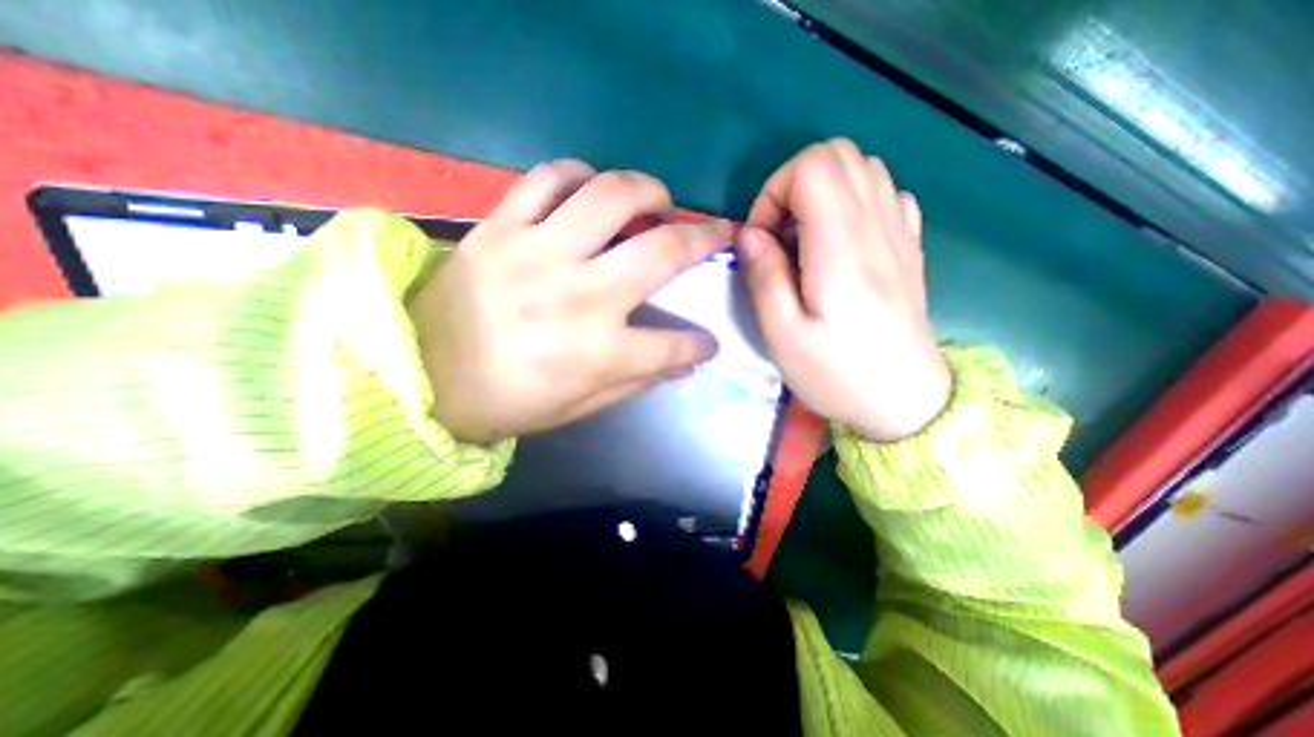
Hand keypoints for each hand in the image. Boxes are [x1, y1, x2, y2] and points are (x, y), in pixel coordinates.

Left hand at [408, 160, 728, 442]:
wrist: (418, 374)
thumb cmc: (505, 401)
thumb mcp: (578, 407)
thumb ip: (636, 382)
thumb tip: (685, 363)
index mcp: (599, 352)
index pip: (674, 345)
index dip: (700, 345)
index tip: (709, 341)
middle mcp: (579, 296)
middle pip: (662, 252)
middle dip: (705, 239)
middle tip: (717, 233)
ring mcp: (539, 253)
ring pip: (611, 196)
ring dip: (649, 191)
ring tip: (659, 200)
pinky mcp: (501, 227)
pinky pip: (547, 177)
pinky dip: (578, 174)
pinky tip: (590, 189)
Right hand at [736, 138, 950, 442]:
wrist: (907, 402)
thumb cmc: (838, 375)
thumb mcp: (784, 336)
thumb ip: (764, 278)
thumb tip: (749, 234)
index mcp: (844, 249)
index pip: (813, 168)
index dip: (774, 192)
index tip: (762, 238)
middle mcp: (879, 227)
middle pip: (839, 155)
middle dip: (793, 185)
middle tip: (779, 236)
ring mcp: (901, 233)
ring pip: (864, 168)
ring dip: (821, 193)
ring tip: (804, 241)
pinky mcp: (908, 247)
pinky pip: (885, 194)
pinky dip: (853, 202)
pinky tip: (839, 242)